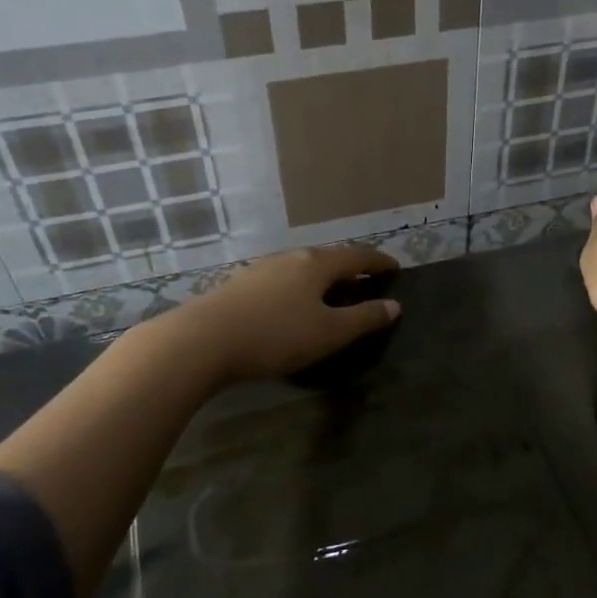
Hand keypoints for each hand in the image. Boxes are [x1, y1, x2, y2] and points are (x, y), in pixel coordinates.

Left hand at [175, 244, 400, 386]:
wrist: (202, 341)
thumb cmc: (276, 335)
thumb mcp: (329, 332)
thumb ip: (364, 319)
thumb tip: (394, 306)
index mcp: (317, 264)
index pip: (357, 256)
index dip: (379, 261)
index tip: (395, 267)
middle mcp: (290, 258)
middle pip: (329, 257)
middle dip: (351, 267)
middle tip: (367, 279)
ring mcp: (262, 269)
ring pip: (303, 268)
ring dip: (323, 277)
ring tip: (333, 292)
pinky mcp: (240, 285)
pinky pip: (283, 280)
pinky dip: (300, 287)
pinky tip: (294, 303)